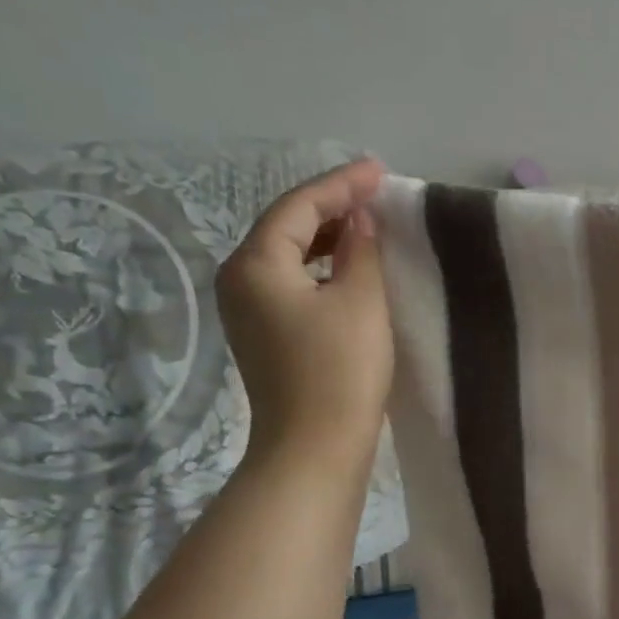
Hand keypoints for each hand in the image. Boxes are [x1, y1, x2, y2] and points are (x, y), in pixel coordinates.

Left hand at [215, 158, 392, 472]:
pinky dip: (320, 269)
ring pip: (288, 257)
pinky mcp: (263, 336)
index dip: (341, 184)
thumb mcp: (361, 302)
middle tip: (375, 195)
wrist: (315, 447)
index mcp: (257, 263)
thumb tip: (359, 221)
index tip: (378, 171)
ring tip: (367, 227)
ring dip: (327, 239)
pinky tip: (349, 272)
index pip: (299, 207)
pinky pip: (290, 283)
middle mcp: (239, 279)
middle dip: (330, 207)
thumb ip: (361, 252)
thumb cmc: (340, 370)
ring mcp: (246, 310)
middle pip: (286, 227)